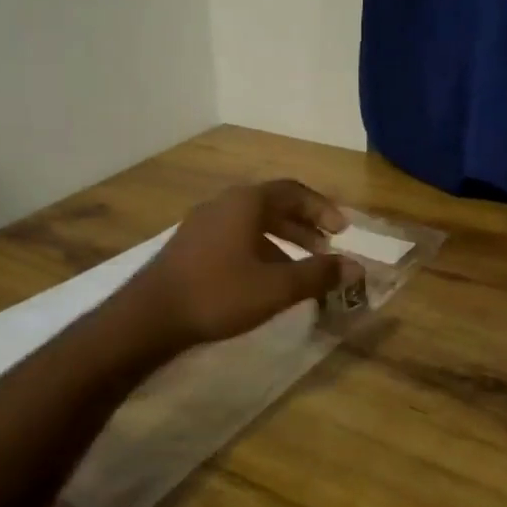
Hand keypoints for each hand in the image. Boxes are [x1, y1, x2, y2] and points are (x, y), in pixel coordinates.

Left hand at [122, 180, 362, 350]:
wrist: (150, 316)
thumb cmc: (219, 294)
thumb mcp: (276, 287)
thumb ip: (318, 274)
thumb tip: (356, 267)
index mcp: (246, 202)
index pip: (294, 191)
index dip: (322, 209)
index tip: (343, 231)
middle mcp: (224, 203)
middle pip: (273, 205)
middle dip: (304, 226)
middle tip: (326, 249)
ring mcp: (203, 223)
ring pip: (252, 223)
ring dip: (282, 240)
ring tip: (301, 268)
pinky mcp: (190, 245)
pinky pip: (235, 237)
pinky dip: (259, 250)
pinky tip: (265, 280)